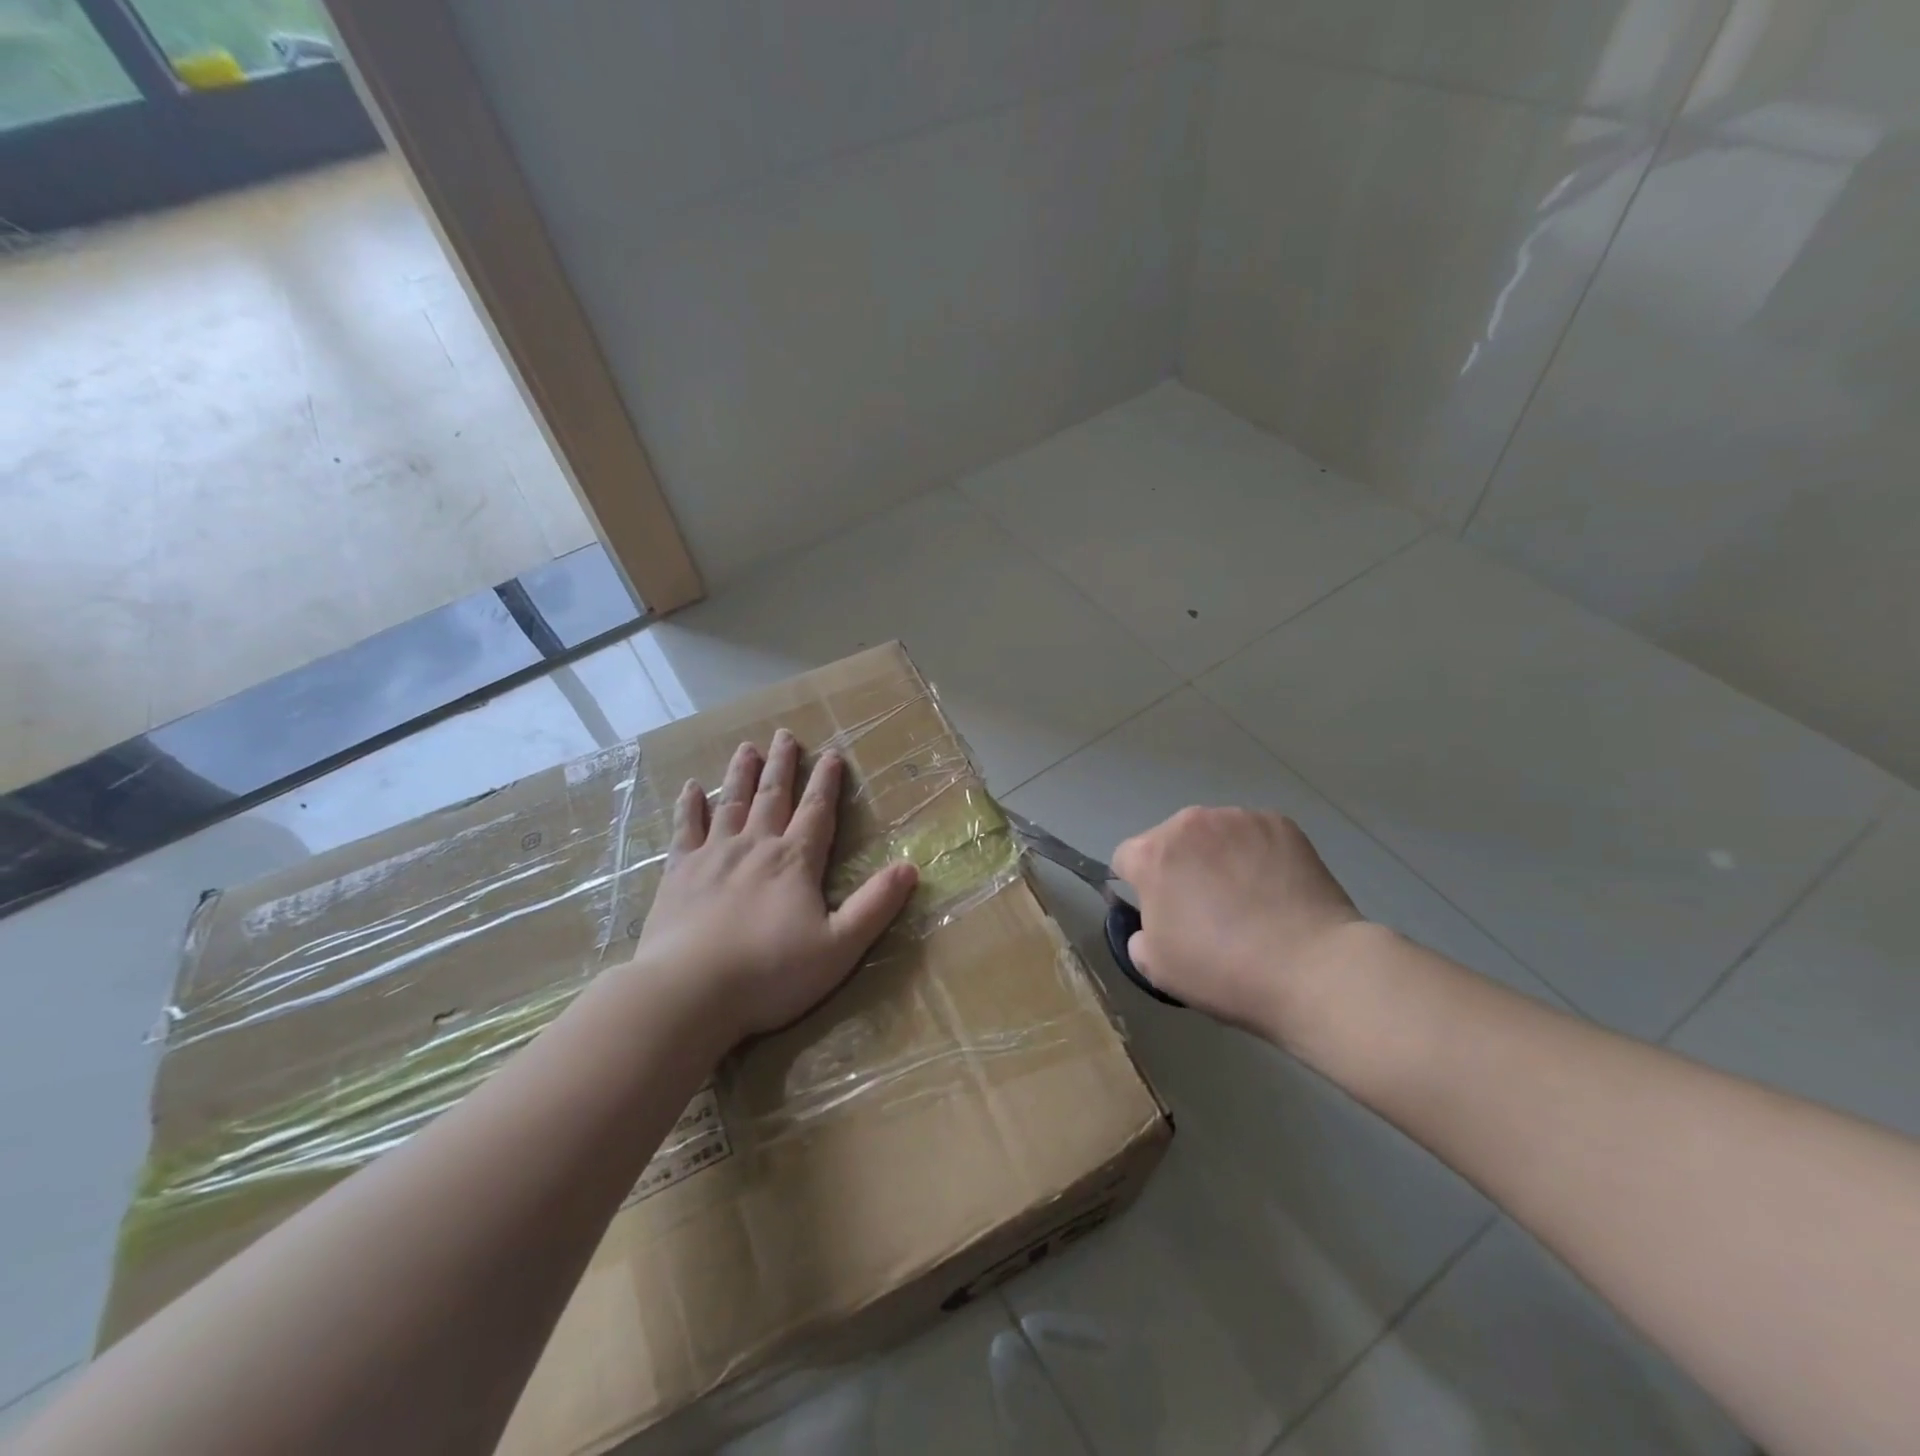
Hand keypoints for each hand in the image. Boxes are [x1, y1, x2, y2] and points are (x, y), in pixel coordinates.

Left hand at [636, 731, 918, 1049]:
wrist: (688, 992)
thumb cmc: (770, 973)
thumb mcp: (839, 947)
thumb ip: (875, 906)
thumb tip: (910, 867)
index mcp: (795, 861)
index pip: (817, 811)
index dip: (826, 782)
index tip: (832, 755)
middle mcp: (755, 846)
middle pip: (772, 796)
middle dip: (782, 765)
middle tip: (784, 735)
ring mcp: (712, 856)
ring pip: (731, 802)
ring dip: (741, 774)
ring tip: (747, 747)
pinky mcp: (678, 873)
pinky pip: (685, 829)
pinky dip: (689, 806)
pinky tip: (691, 788)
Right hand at [1112, 808, 1367, 1042]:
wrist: (1314, 970)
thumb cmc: (1224, 971)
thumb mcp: (1156, 968)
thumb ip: (1138, 935)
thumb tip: (1152, 922)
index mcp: (1152, 855)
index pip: (1125, 859)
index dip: (1137, 888)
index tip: (1160, 915)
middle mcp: (1189, 823)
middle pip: (1171, 841)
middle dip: (1179, 867)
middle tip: (1205, 910)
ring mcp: (1238, 818)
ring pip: (1214, 835)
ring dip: (1218, 857)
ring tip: (1247, 899)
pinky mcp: (1281, 824)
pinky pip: (1254, 836)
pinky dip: (1257, 855)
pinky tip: (1275, 890)